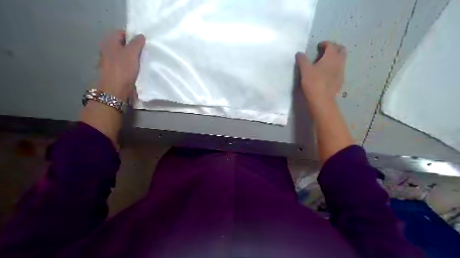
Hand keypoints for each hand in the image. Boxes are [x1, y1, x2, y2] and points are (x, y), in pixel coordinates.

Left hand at [97, 31, 145, 100]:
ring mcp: (110, 61)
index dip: (132, 36)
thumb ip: (137, 42)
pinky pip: (124, 64)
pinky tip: (138, 69)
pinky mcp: (114, 71)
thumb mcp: (132, 53)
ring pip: (124, 55)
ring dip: (133, 57)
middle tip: (145, 51)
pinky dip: (130, 65)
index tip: (143, 42)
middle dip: (133, 47)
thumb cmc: (123, 69)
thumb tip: (141, 35)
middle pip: (123, 44)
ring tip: (143, 60)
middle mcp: (107, 50)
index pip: (121, 33)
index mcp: (109, 42)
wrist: (115, 90)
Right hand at [297, 41, 346, 102]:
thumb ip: (302, 60)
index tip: (319, 46)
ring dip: (335, 58)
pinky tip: (327, 73)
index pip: (331, 45)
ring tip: (325, 62)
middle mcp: (339, 62)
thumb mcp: (305, 70)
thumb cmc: (313, 82)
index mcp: (331, 57)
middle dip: (335, 48)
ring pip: (342, 60)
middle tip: (325, 51)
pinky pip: (340, 69)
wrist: (322, 99)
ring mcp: (341, 72)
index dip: (326, 43)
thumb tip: (299, 53)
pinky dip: (335, 67)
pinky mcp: (340, 80)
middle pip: (341, 50)